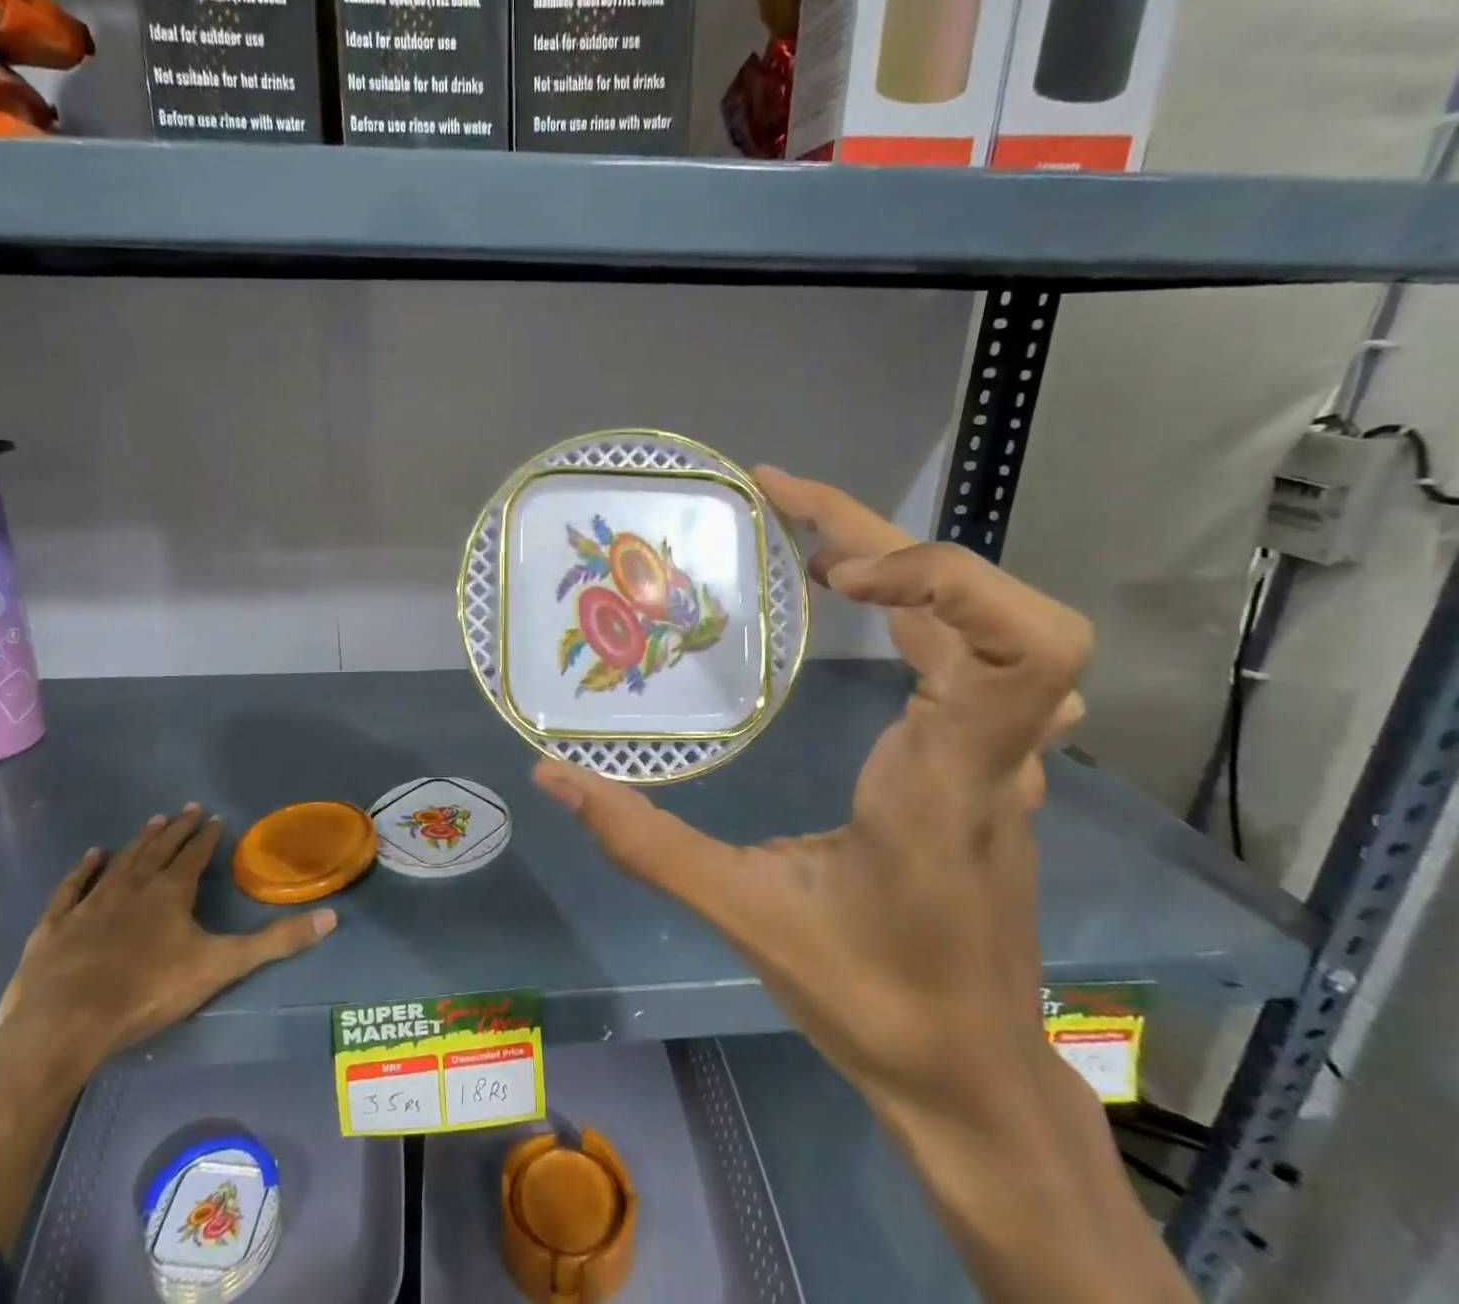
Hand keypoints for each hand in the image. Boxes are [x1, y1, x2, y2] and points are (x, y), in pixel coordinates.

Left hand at [0, 805, 336, 1080]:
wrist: (63, 1024)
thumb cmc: (147, 993)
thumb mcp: (221, 966)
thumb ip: (275, 942)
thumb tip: (331, 917)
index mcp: (171, 893)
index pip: (194, 856)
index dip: (207, 837)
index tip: (215, 817)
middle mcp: (133, 887)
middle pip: (159, 850)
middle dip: (176, 829)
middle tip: (187, 808)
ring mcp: (90, 904)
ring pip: (120, 862)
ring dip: (139, 841)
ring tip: (154, 820)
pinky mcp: (55, 926)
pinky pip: (72, 887)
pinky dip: (83, 869)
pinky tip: (91, 855)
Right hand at [533, 468, 1091, 1110]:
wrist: (971, 1075)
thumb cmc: (873, 998)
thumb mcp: (745, 916)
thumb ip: (645, 842)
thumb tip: (554, 778)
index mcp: (949, 780)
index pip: (1021, 647)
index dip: (939, 577)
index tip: (834, 572)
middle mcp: (992, 751)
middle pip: (995, 605)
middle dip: (884, 533)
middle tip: (778, 498)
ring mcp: (1000, 754)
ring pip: (987, 621)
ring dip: (900, 559)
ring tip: (804, 533)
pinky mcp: (984, 760)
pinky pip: (971, 652)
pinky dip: (914, 601)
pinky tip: (853, 599)